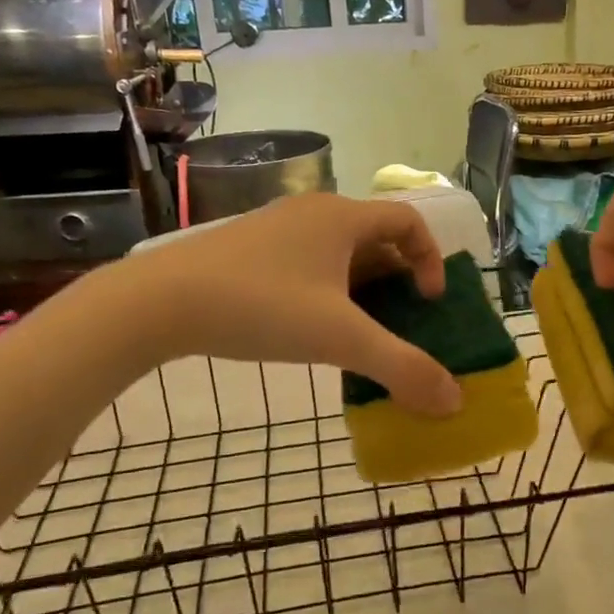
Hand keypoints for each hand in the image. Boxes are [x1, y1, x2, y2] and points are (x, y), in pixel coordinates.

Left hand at [134, 194, 462, 414]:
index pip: (409, 220)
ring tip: (359, 332)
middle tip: (400, 322)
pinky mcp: (249, 249)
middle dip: (397, 279)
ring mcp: (277, 228)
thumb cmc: (263, 307)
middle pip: (376, 236)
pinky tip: (310, 328)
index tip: (427, 302)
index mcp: (343, 217)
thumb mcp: (341, 340)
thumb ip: (402, 368)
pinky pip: (307, 262)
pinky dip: (327, 290)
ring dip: (362, 287)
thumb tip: (454, 400)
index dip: (431, 259)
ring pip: (339, 252)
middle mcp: (313, 212)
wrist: (159, 301)